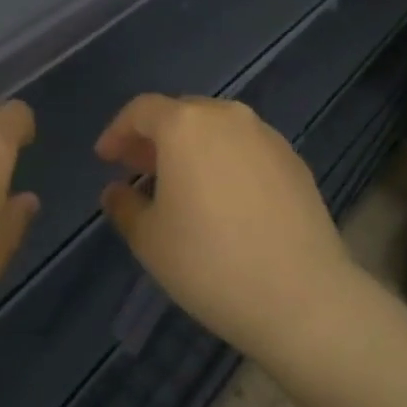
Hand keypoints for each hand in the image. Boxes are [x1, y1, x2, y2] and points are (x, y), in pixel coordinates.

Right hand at [96, 95, 357, 362]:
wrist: (302, 295)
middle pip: (182, 113)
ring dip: (192, 147)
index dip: (118, 131)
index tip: (105, 159)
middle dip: (155, 138)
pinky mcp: (294, 159)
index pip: (142, 110)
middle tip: (139, 170)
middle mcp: (228, 116)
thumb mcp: (150, 240)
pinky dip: (226, 160)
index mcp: (186, 125)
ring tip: (181, 184)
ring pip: (217, 128)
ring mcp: (266, 135)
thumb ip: (125, 206)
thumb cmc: (210, 263)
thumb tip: (116, 191)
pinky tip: (224, 198)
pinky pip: (247, 147)